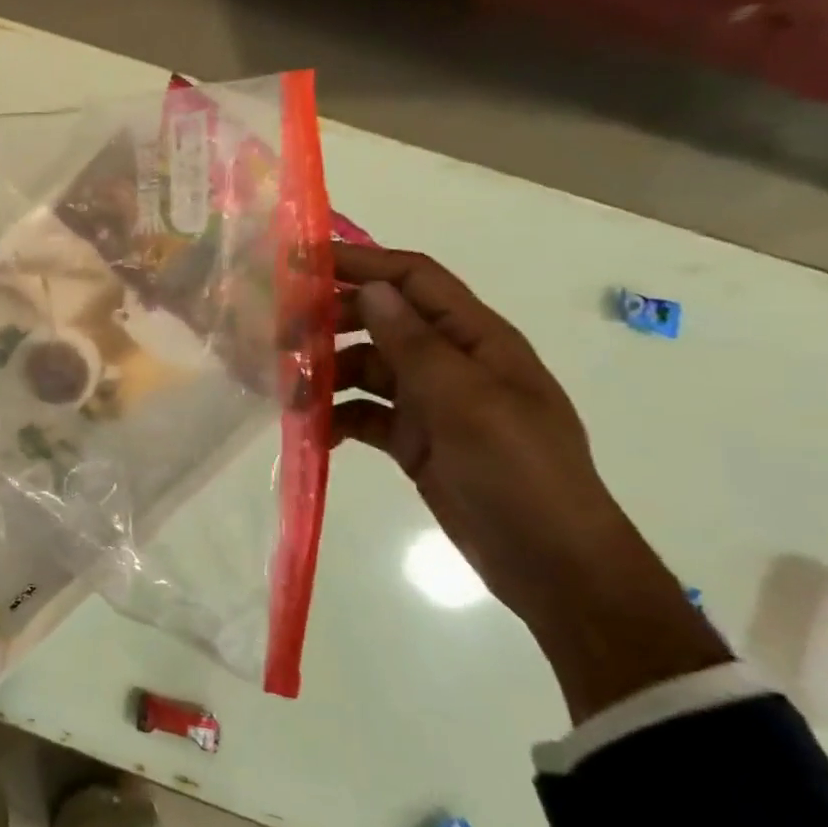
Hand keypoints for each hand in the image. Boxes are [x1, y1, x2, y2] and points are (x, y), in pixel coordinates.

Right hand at [331, 243, 728, 721]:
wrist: (550, 563)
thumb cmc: (518, 473)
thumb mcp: (467, 402)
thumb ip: (416, 345)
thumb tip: (370, 288)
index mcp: (477, 339)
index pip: (413, 280)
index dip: (360, 264)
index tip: (299, 263)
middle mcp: (451, 361)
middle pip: (381, 320)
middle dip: (331, 321)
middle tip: (277, 333)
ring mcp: (431, 402)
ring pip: (366, 368)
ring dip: (326, 373)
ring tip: (286, 391)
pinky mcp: (414, 439)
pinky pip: (364, 413)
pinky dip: (336, 417)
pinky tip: (314, 432)